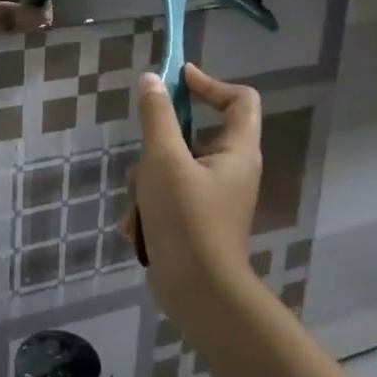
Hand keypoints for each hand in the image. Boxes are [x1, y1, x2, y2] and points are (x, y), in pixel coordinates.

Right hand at [126, 65, 262, 332]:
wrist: (199, 296)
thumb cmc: (187, 219)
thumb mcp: (164, 159)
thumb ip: (156, 116)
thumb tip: (152, 80)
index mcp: (237, 152)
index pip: (240, 99)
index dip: (210, 84)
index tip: (175, 80)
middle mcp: (231, 171)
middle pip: (193, 135)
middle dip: (159, 145)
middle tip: (144, 158)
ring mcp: (213, 199)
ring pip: (172, 168)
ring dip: (147, 181)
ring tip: (139, 203)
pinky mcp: (196, 222)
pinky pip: (168, 197)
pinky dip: (149, 207)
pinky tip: (136, 227)